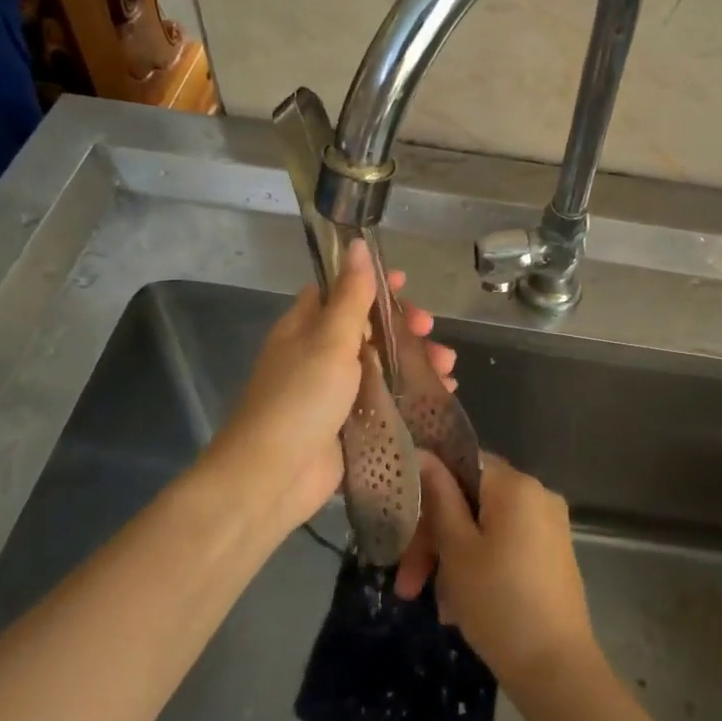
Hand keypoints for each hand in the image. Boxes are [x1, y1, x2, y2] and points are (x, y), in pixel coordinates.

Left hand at [206, 240, 455, 534]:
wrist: (273, 477)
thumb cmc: (300, 399)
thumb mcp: (329, 340)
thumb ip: (349, 295)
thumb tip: (357, 243)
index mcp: (305, 327)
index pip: (341, 292)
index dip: (372, 284)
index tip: (405, 284)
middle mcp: (318, 355)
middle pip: (368, 329)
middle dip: (404, 328)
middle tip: (431, 331)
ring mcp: (334, 392)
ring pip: (382, 366)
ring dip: (415, 361)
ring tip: (448, 368)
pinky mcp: (349, 425)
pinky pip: (386, 400)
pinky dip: (412, 394)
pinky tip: (440, 394)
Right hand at [396, 451, 596, 691]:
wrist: (557, 669)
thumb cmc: (498, 602)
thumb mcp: (457, 550)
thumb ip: (439, 498)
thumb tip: (424, 454)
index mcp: (516, 485)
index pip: (462, 464)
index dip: (428, 491)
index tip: (404, 527)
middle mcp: (538, 496)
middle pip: (472, 502)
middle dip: (436, 540)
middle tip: (408, 585)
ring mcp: (550, 527)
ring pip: (486, 530)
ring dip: (454, 561)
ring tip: (439, 608)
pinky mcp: (553, 556)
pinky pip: (506, 548)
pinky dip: (481, 568)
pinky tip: (461, 609)